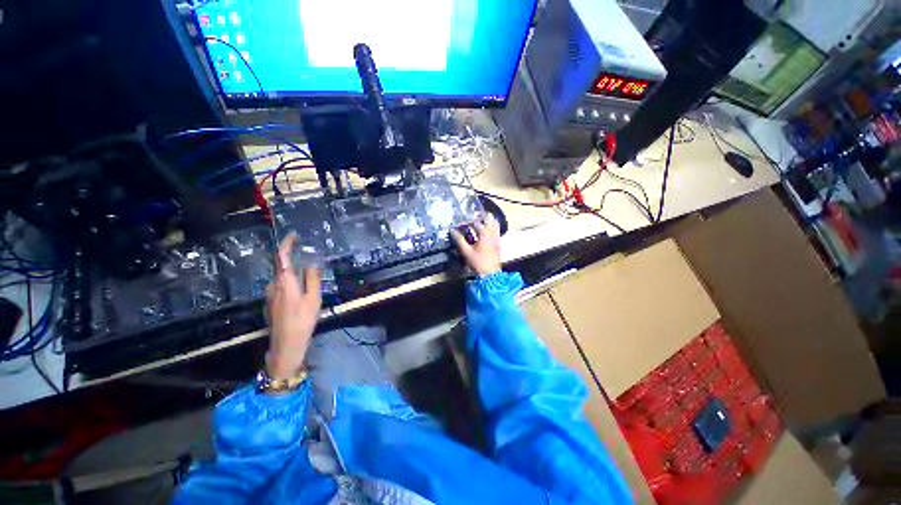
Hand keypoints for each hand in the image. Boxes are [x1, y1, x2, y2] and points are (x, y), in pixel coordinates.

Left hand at [265, 235, 320, 380]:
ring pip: (283, 277)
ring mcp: (271, 294)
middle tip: (309, 256)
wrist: (286, 344)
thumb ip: (313, 278)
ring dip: (294, 272)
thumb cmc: (302, 319)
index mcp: (284, 281)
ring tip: (309, 275)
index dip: (287, 243)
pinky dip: (292, 281)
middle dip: (294, 258)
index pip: (282, 256)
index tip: (294, 235)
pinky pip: (282, 286)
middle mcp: (274, 285)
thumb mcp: (314, 298)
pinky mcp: (272, 302)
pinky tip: (302, 290)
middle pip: (282, 266)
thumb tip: (312, 263)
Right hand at [451, 214, 501, 276]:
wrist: (491, 274)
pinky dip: (492, 226)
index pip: (475, 222)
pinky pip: (497, 229)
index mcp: (484, 233)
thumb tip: (452, 230)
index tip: (460, 223)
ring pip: (495, 222)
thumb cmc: (478, 263)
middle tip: (472, 216)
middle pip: (488, 218)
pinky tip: (486, 229)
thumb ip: (459, 240)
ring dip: (487, 219)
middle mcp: (492, 233)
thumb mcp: (466, 252)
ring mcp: (497, 237)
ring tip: (479, 220)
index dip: (467, 221)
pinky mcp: (498, 242)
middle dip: (480, 215)